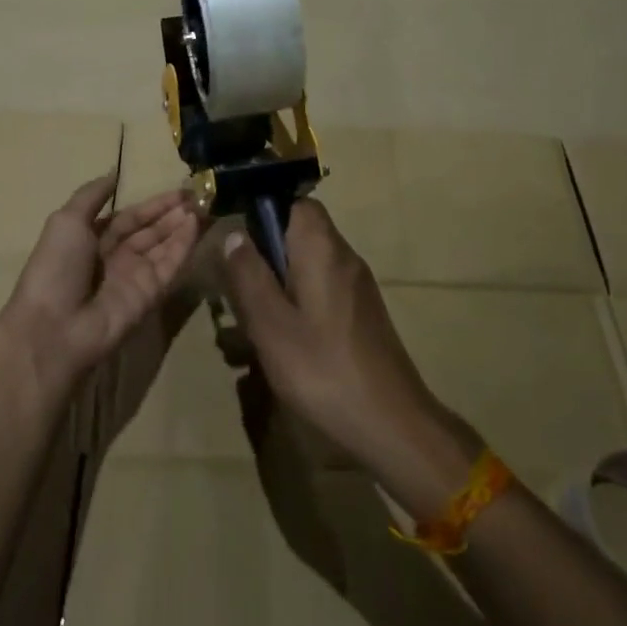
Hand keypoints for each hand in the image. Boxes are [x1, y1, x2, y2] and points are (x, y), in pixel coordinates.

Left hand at [0, 173, 200, 404]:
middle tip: (200, 195)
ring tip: (205, 204)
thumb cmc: (56, 266)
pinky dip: (183, 245)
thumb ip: (92, 195)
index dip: (153, 204)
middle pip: (151, 231)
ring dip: (182, 226)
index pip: (130, 217)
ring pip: (164, 246)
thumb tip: (114, 173)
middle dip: (173, 213)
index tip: (179, 190)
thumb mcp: (67, 221)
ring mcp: (135, 277)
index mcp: (93, 239)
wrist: (55, 327)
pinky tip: (195, 225)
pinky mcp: (151, 294)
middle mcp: (116, 257)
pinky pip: (170, 265)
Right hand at [222, 200, 475, 517]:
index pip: (295, 201)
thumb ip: (249, 276)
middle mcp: (344, 257)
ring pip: (307, 264)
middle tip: (237, 288)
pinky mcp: (361, 313)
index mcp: (322, 249)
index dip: (263, 211)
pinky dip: (297, 303)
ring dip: (278, 283)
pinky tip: (282, 341)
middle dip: (265, 254)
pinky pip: (321, 290)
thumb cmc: (323, 369)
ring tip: (252, 320)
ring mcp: (356, 286)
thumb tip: (234, 234)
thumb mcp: (271, 324)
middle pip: (299, 233)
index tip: (237, 241)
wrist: (392, 423)